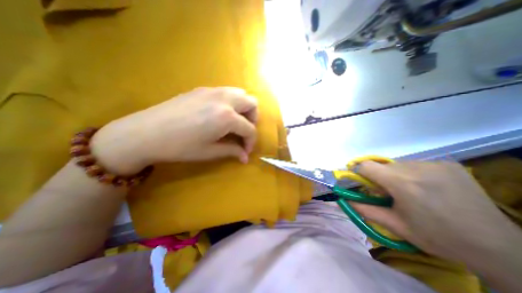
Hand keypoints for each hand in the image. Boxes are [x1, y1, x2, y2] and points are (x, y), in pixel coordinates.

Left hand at [93, 85, 259, 174]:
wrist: (145, 133)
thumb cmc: (180, 147)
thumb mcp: (210, 152)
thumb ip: (232, 151)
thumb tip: (245, 157)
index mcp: (227, 117)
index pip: (250, 129)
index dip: (251, 142)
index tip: (246, 150)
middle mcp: (224, 99)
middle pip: (252, 103)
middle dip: (253, 119)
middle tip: (244, 131)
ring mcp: (213, 91)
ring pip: (241, 93)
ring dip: (243, 108)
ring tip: (235, 121)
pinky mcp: (203, 89)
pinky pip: (227, 92)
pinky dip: (232, 102)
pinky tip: (221, 114)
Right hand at [353, 162, 519, 260]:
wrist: (498, 248)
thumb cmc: (437, 237)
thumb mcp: (395, 226)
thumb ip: (365, 210)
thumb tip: (345, 200)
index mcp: (402, 184)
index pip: (366, 166)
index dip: (358, 171)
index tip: (359, 180)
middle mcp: (417, 168)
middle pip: (382, 166)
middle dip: (379, 177)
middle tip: (388, 192)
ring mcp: (435, 164)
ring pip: (399, 164)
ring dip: (396, 175)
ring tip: (410, 191)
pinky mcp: (449, 163)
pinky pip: (417, 164)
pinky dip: (413, 173)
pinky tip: (427, 187)